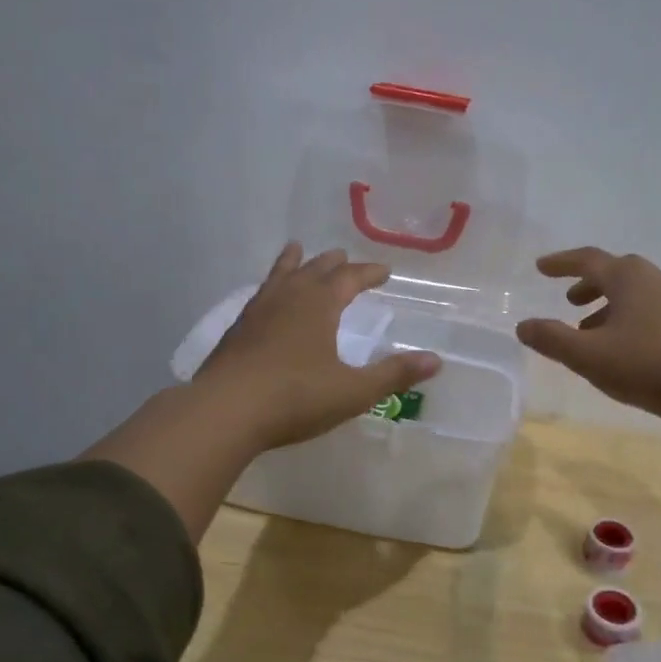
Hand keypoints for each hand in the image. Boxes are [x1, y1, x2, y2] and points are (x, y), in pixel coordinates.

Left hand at [196, 243, 441, 448]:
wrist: (224, 412)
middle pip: (314, 268)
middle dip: (333, 263)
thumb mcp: (353, 390)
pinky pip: (260, 295)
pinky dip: (270, 287)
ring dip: (294, 263)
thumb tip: (436, 360)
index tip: (384, 271)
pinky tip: (266, 300)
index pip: (349, 278)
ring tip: (297, 250)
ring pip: (280, 275)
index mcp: (319, 305)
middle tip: (344, 257)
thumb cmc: (295, 397)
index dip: (368, 273)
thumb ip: (394, 374)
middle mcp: (288, 298)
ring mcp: (257, 312)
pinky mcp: (235, 331)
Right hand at [515, 248, 660, 425]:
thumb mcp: (587, 355)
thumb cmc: (644, 365)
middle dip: (588, 284)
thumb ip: (552, 339)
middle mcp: (655, 279)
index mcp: (629, 277)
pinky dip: (627, 317)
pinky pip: (650, 309)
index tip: (540, 268)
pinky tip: (622, 346)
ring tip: (589, 329)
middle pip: (615, 272)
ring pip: (634, 293)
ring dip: (607, 305)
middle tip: (568, 300)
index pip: (588, 260)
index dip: (561, 263)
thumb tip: (523, 325)